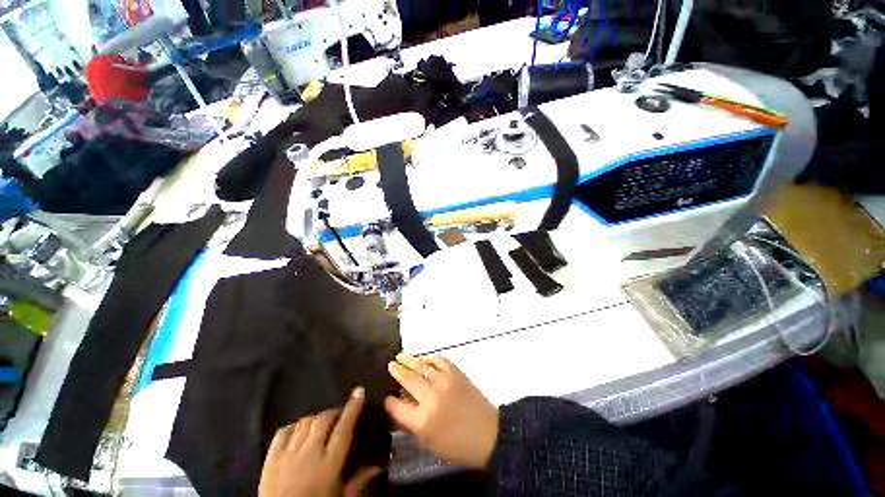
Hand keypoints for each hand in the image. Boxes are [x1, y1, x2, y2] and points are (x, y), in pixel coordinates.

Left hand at [259, 387, 381, 496]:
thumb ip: (359, 481)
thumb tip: (378, 465)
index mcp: (328, 464)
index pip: (343, 428)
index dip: (353, 408)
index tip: (359, 392)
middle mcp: (309, 453)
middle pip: (323, 420)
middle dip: (333, 412)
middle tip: (339, 414)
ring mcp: (288, 454)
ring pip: (304, 423)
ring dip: (315, 419)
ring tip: (320, 424)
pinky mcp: (270, 459)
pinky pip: (282, 432)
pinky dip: (292, 427)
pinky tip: (298, 431)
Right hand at [384, 354, 498, 468]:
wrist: (488, 435)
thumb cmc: (457, 446)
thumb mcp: (429, 444)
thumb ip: (412, 425)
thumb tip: (400, 408)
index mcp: (421, 421)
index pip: (396, 407)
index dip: (389, 401)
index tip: (387, 396)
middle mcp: (430, 398)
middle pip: (408, 380)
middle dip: (397, 371)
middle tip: (391, 364)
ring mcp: (444, 382)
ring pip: (421, 366)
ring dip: (409, 360)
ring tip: (400, 356)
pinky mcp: (456, 373)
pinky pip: (439, 361)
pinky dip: (429, 358)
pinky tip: (423, 358)